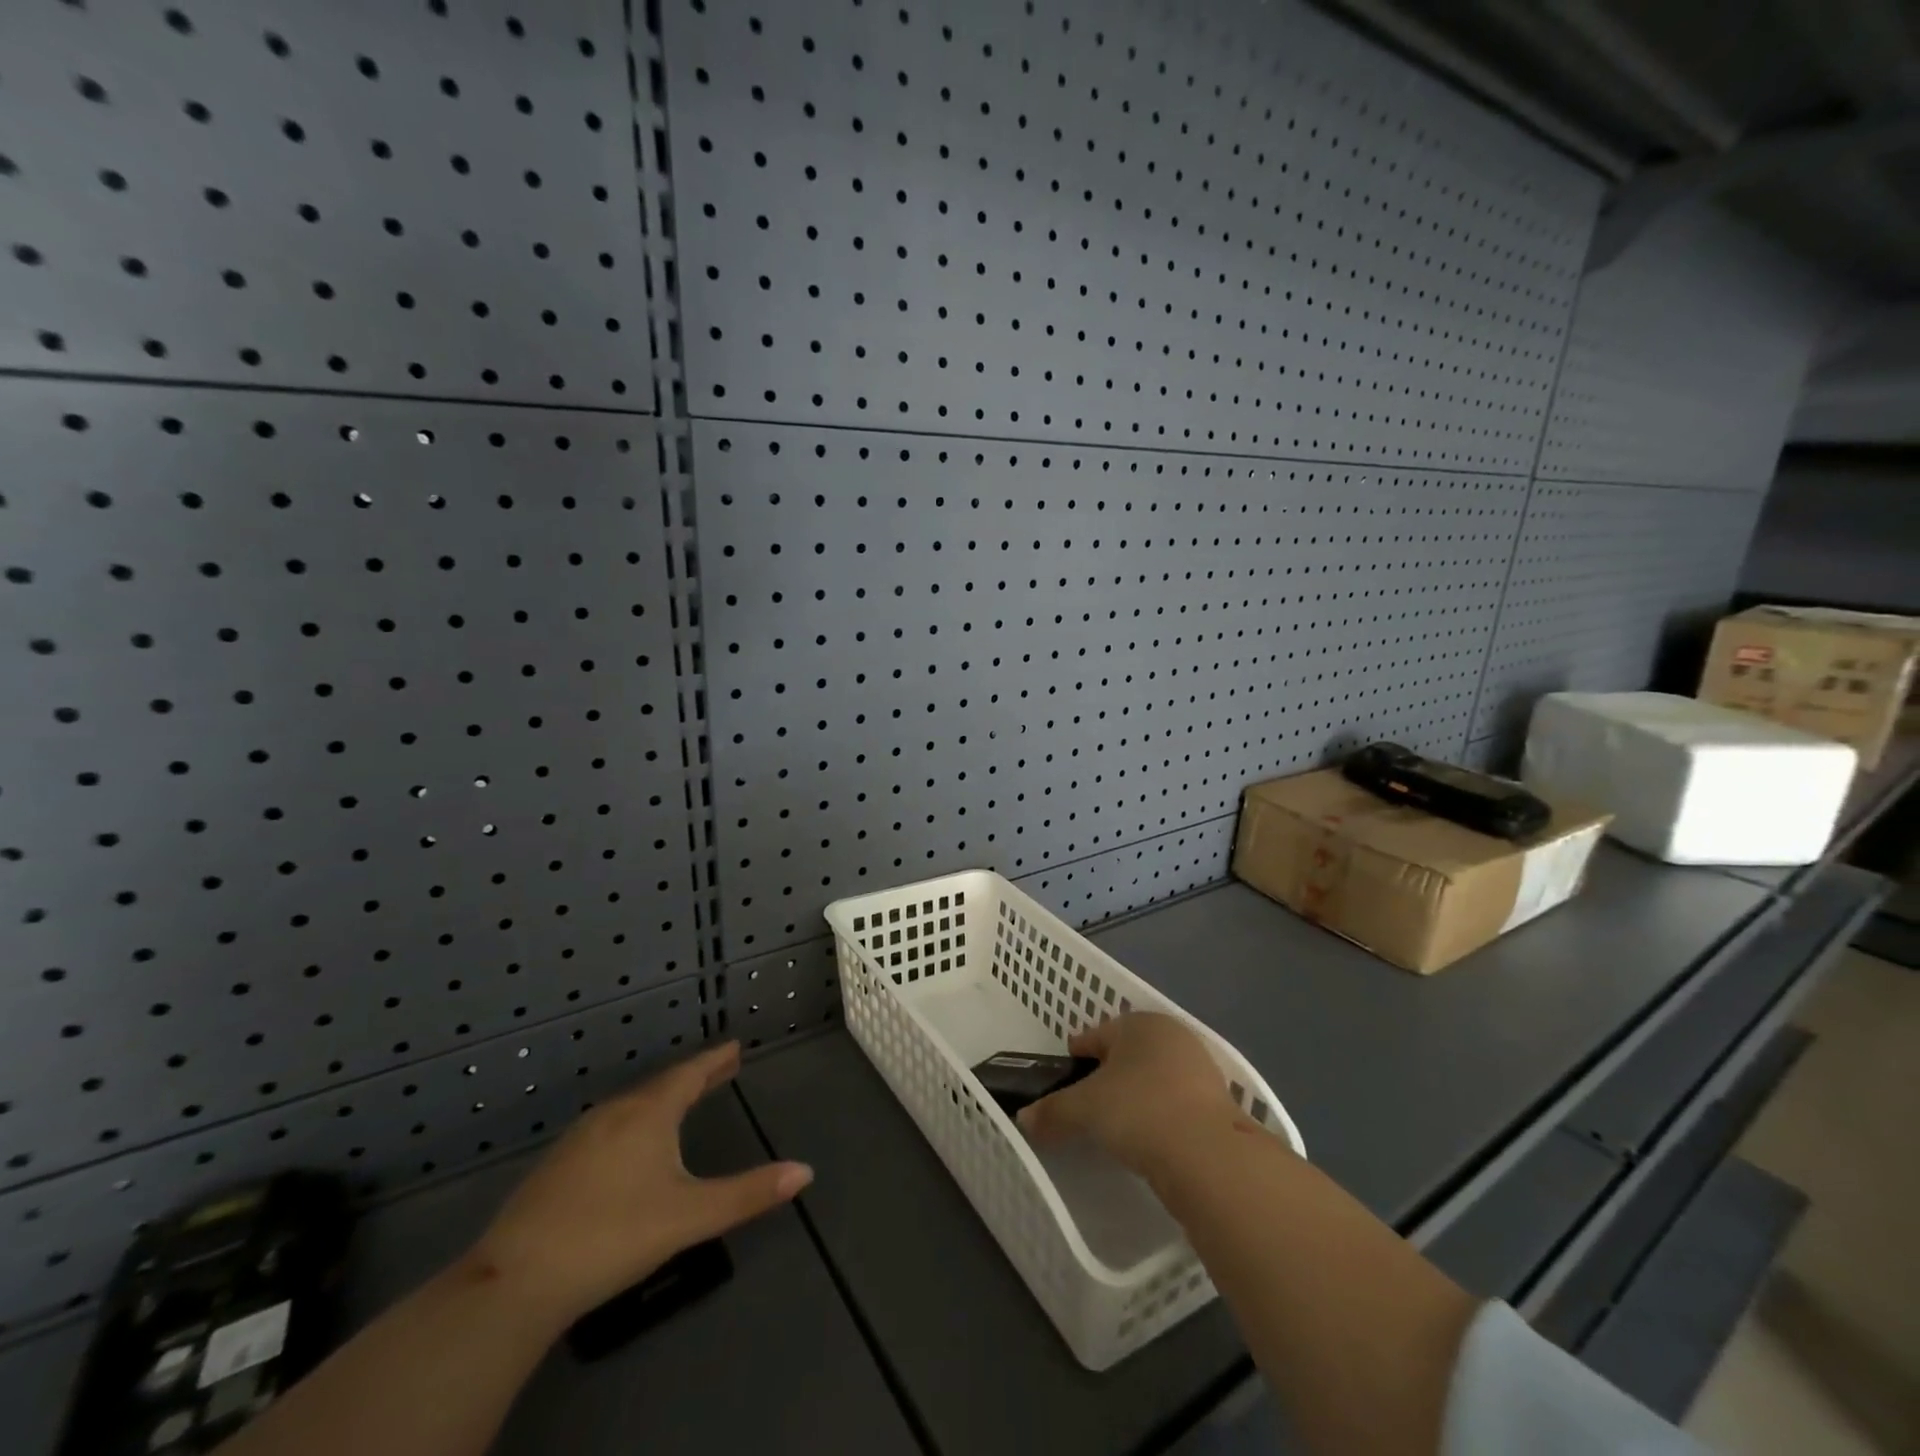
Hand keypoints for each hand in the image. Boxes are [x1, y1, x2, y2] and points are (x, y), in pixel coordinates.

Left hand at [463, 1042, 811, 1328]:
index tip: (735, 1046)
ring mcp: (580, 1138)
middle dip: (695, 1077)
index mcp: (649, 1113)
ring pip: (633, 1106)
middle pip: (663, 1085)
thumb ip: (748, 1193)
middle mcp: (615, 1113)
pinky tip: (631, 1144)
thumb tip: (805, 1172)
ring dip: (664, 1098)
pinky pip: (610, 1126)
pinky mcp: (556, 1166)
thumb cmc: (613, 1236)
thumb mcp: (690, 1216)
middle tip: (721, 1068)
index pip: (690, 1074)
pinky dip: (636, 1120)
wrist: (514, 1281)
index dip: (715, 1060)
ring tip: (683, 1102)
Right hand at [1017, 1013, 1244, 1176]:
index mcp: (1139, 1022)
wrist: (1208, 1156)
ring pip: (1155, 1077)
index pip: (1097, 1034)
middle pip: (1128, 1053)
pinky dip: (1161, 1115)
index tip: (1065, 1077)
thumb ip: (1053, 1112)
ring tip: (1119, 1125)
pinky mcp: (1219, 1102)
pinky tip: (1150, 1138)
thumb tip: (1024, 1120)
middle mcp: (1172, 1035)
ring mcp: (1201, 1067)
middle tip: (1089, 1104)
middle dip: (1109, 1074)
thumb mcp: (1084, 1110)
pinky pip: (1176, 1103)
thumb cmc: (1138, 1110)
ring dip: (1137, 1095)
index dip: (1077, 1055)